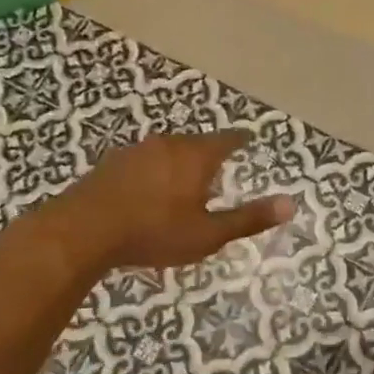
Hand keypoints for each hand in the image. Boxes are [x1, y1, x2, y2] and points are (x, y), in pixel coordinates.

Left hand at [54, 131, 294, 270]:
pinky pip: (144, 162)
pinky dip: (154, 173)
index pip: (228, 139)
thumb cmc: (154, 232)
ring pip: (169, 151)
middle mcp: (169, 143)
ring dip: (180, 164)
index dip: (241, 140)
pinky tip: (148, 194)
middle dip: (209, 156)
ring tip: (184, 187)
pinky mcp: (112, 163)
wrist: (82, 232)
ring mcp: (137, 150)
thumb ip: (249, 219)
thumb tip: (291, 203)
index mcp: (196, 155)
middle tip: (218, 173)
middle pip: (197, 143)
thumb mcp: (208, 234)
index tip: (249, 139)